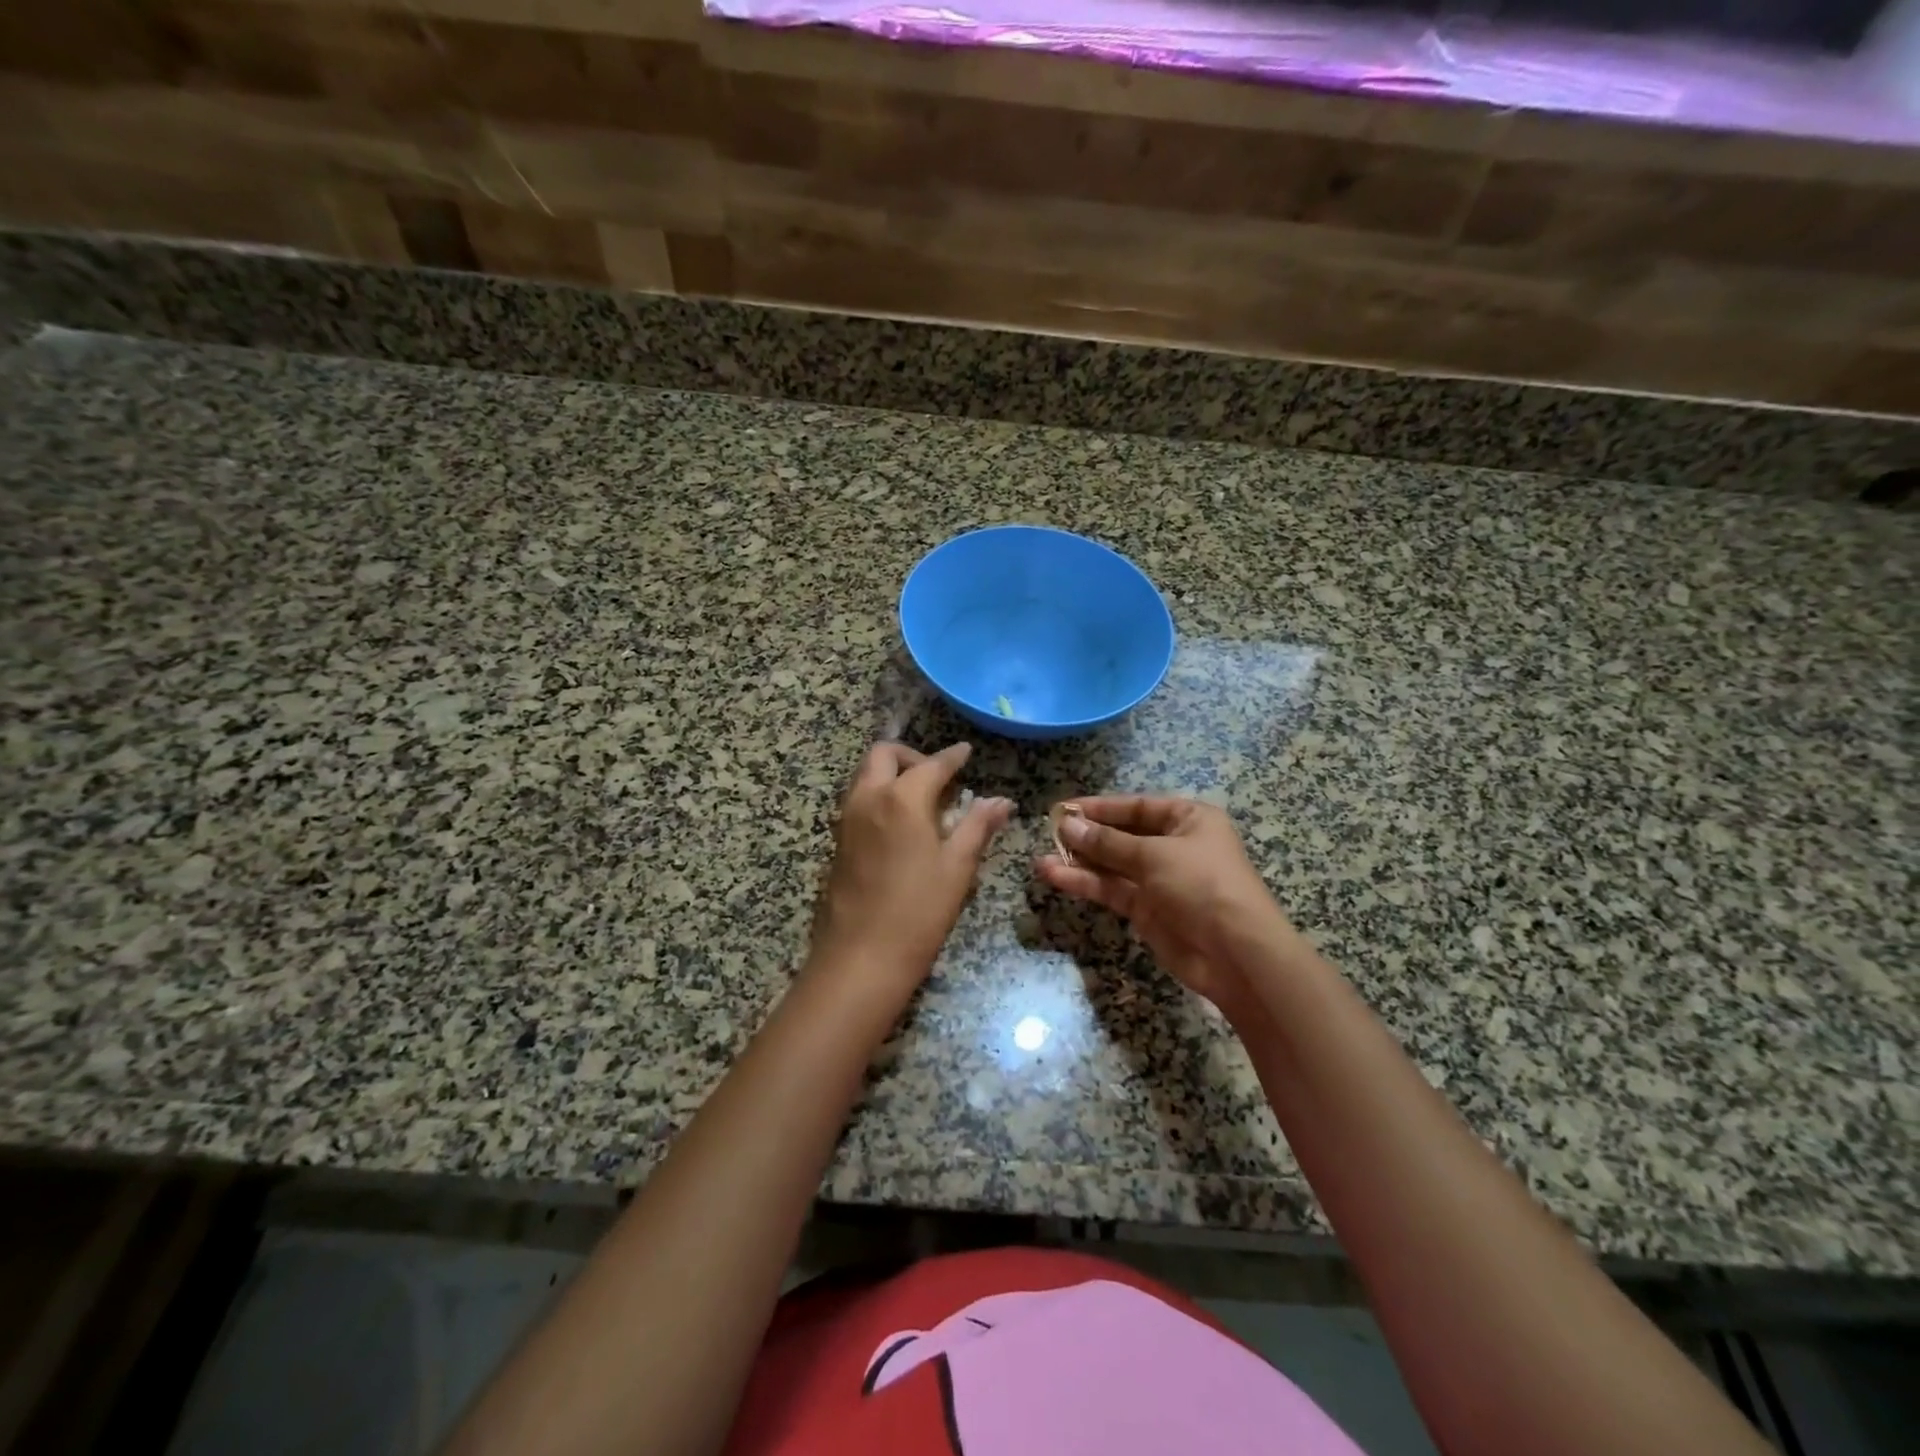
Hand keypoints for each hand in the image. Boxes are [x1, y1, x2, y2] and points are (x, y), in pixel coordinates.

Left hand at [809, 742, 1012, 1003]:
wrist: (860, 957)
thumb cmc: (918, 912)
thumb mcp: (957, 868)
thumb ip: (977, 827)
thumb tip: (1001, 801)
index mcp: (901, 799)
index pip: (931, 764)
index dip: (952, 756)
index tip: (966, 752)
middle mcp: (868, 798)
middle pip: (883, 755)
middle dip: (912, 755)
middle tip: (939, 776)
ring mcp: (847, 819)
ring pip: (865, 775)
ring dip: (891, 773)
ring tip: (923, 800)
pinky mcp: (838, 841)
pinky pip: (858, 799)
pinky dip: (879, 794)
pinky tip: (902, 824)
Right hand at [1036, 796, 1288, 1011]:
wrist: (1236, 955)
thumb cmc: (1203, 885)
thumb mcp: (1154, 855)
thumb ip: (1107, 842)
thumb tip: (1067, 824)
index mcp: (1188, 819)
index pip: (1136, 806)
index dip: (1099, 807)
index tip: (1063, 808)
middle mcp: (1173, 845)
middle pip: (1121, 835)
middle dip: (1086, 836)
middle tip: (1049, 833)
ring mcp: (1158, 879)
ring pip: (1111, 865)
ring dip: (1079, 862)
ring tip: (1041, 859)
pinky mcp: (1146, 909)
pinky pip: (1111, 889)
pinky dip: (1085, 883)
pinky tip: (1054, 877)